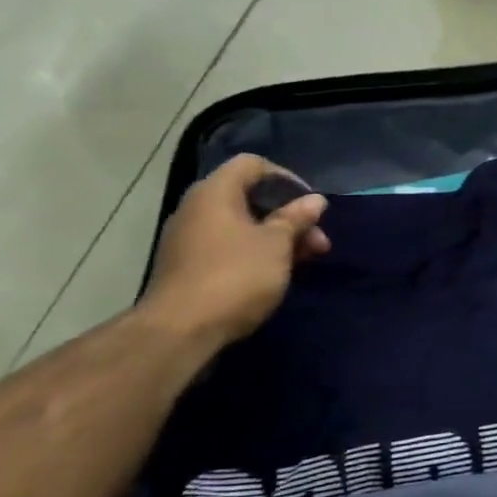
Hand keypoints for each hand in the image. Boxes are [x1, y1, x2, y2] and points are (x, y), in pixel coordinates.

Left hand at [139, 154, 330, 344]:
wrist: (180, 331)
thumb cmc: (235, 275)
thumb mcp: (277, 244)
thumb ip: (296, 219)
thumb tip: (315, 200)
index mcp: (215, 193)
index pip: (252, 165)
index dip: (286, 178)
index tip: (310, 203)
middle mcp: (197, 208)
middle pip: (249, 196)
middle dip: (288, 215)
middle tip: (317, 241)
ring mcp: (188, 238)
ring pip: (241, 224)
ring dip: (276, 237)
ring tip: (304, 260)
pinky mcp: (187, 266)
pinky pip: (228, 246)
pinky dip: (255, 252)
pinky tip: (275, 273)